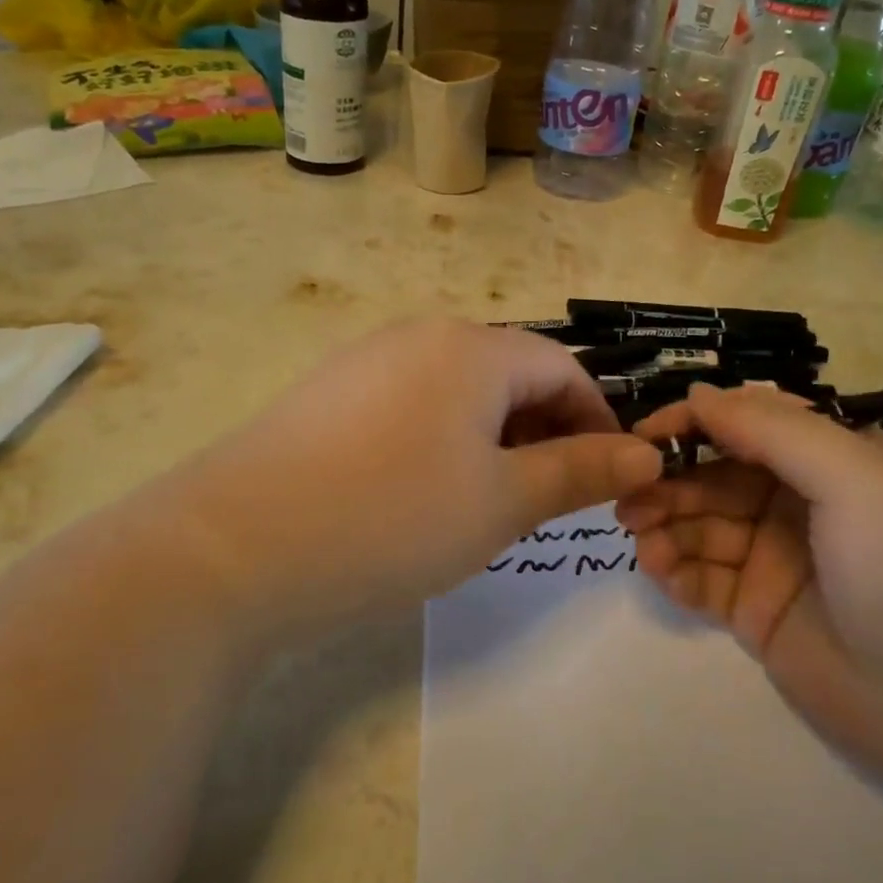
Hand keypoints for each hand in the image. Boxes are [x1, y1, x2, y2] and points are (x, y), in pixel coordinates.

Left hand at [142, 319, 661, 642]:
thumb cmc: (392, 518)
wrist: (233, 547)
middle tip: (554, 496)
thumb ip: (580, 472)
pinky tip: (423, 490)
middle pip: (510, 373)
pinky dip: (442, 438)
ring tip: (492, 498)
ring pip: (459, 390)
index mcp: (473, 348)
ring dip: (495, 436)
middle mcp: (420, 336)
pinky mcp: (329, 393)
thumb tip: (648, 454)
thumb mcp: (502, 502)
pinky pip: (411, 403)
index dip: (598, 419)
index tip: (612, 475)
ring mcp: (366, 360)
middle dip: (546, 429)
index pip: (563, 367)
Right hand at [616, 384, 882, 796]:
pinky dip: (673, 568)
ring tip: (639, 536)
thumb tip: (699, 394)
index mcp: (830, 458)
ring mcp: (775, 558)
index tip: (642, 437)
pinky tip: (659, 570)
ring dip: (662, 523)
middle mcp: (798, 501)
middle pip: (713, 474)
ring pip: (699, 524)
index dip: (692, 424)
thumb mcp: (854, 476)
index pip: (746, 423)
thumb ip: (773, 429)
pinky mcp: (757, 610)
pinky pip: (700, 576)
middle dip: (667, 480)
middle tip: (627, 498)